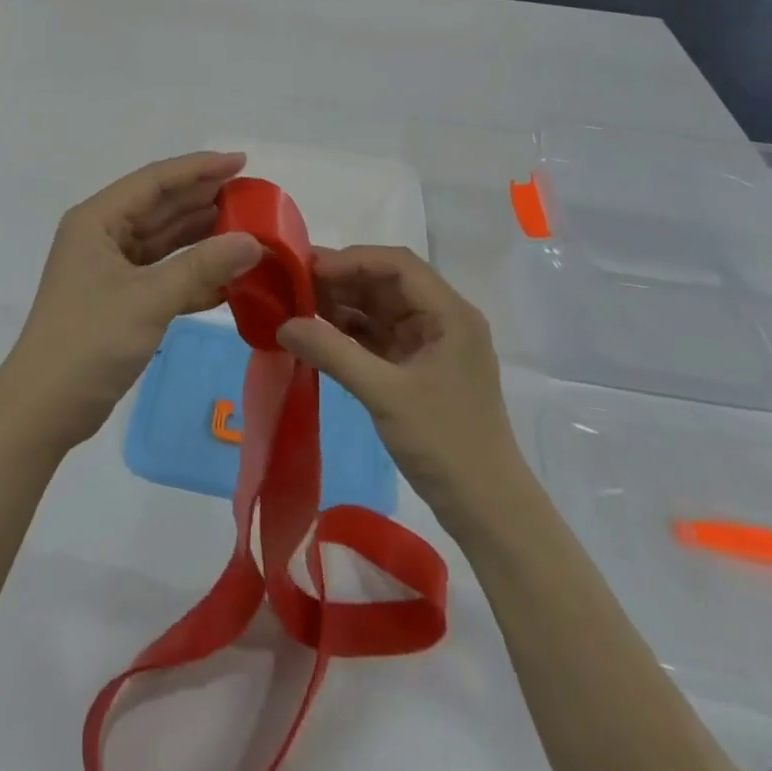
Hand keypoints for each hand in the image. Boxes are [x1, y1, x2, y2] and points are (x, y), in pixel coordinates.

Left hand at [0, 152, 263, 449]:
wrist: (43, 409)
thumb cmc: (89, 341)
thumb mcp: (149, 299)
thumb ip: (203, 265)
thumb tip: (254, 241)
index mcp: (98, 220)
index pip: (155, 181)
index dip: (199, 168)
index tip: (241, 162)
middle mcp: (103, 235)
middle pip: (160, 207)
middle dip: (204, 200)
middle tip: (253, 196)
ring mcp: (110, 268)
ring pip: (164, 241)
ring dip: (202, 236)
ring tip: (248, 228)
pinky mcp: (119, 298)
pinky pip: (163, 273)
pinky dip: (193, 273)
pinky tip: (228, 276)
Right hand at [278, 246, 524, 532]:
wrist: (487, 510)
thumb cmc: (445, 443)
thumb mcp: (385, 394)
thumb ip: (333, 352)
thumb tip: (283, 324)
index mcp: (449, 313)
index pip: (397, 265)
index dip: (352, 259)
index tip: (309, 268)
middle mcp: (442, 318)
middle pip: (387, 282)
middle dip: (342, 280)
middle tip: (294, 283)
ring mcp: (430, 344)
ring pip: (380, 308)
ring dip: (343, 304)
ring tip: (298, 304)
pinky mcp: (418, 368)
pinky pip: (379, 335)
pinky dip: (350, 331)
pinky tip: (318, 333)